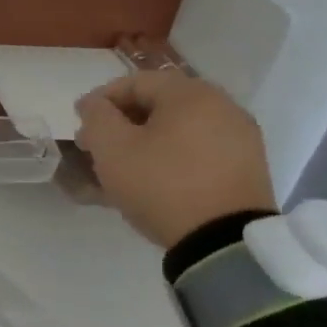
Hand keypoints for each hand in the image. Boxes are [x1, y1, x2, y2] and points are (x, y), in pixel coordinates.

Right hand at [75, 71, 276, 247]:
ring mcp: (240, 138)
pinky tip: (152, 178)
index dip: (100, 100)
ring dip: (145, 140)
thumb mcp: (112, 148)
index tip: (79, 122)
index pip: (135, 82)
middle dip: (121, 122)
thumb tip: (95, 104)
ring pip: (178, 128)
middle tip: (95, 146)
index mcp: (191, 94)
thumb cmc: (161, 184)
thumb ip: (97, 116)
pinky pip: (198, 149)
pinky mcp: (247, 167)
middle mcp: (222, 106)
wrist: (223, 243)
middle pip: (159, 104)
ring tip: (121, 165)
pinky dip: (171, 155)